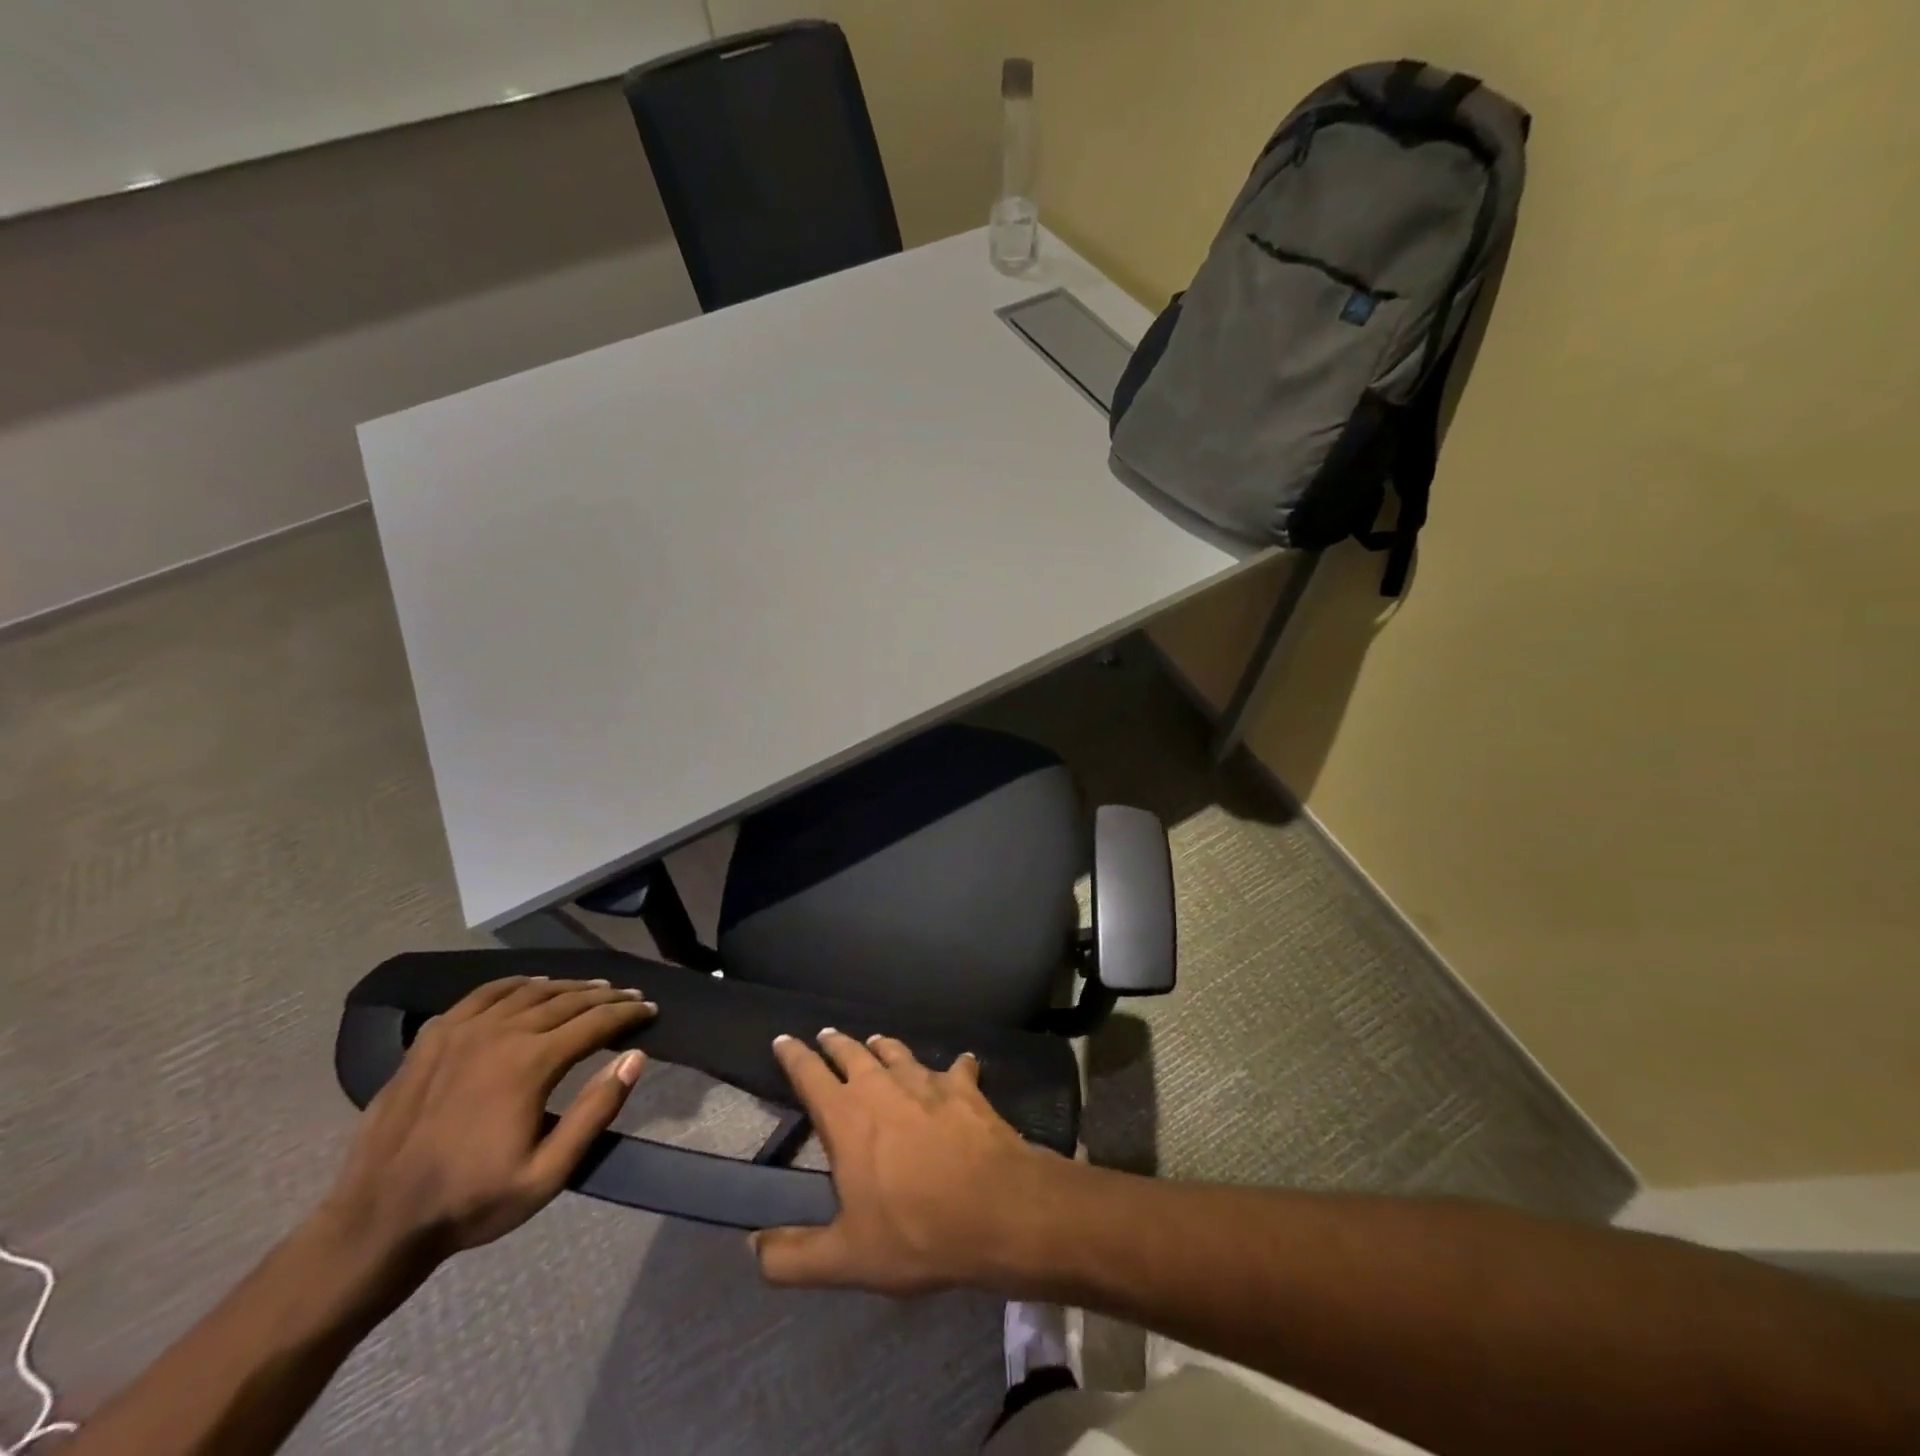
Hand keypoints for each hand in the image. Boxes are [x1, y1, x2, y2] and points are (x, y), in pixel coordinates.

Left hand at [323, 975, 656, 1261]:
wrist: (377, 1222)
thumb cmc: (472, 1201)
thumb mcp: (548, 1173)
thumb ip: (596, 1111)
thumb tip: (635, 1057)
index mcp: (531, 1063)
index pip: (595, 1022)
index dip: (628, 1013)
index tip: (651, 1009)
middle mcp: (501, 1033)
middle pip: (566, 1000)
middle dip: (605, 996)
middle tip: (630, 997)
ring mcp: (462, 1031)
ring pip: (528, 992)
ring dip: (567, 987)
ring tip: (590, 989)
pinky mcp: (433, 1038)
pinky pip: (483, 994)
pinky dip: (516, 984)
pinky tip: (531, 986)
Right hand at [751, 1030, 1064, 1294]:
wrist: (996, 1208)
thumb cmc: (915, 1232)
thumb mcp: (845, 1259)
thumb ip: (792, 1256)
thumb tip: (751, 1248)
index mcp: (847, 1118)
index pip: (809, 1075)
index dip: (793, 1056)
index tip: (782, 1039)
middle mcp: (883, 1086)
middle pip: (852, 1053)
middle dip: (836, 1043)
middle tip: (826, 1034)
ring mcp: (927, 1082)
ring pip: (898, 1052)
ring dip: (884, 1047)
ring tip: (876, 1041)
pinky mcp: (965, 1087)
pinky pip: (957, 1067)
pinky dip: (956, 1066)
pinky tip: (962, 1064)